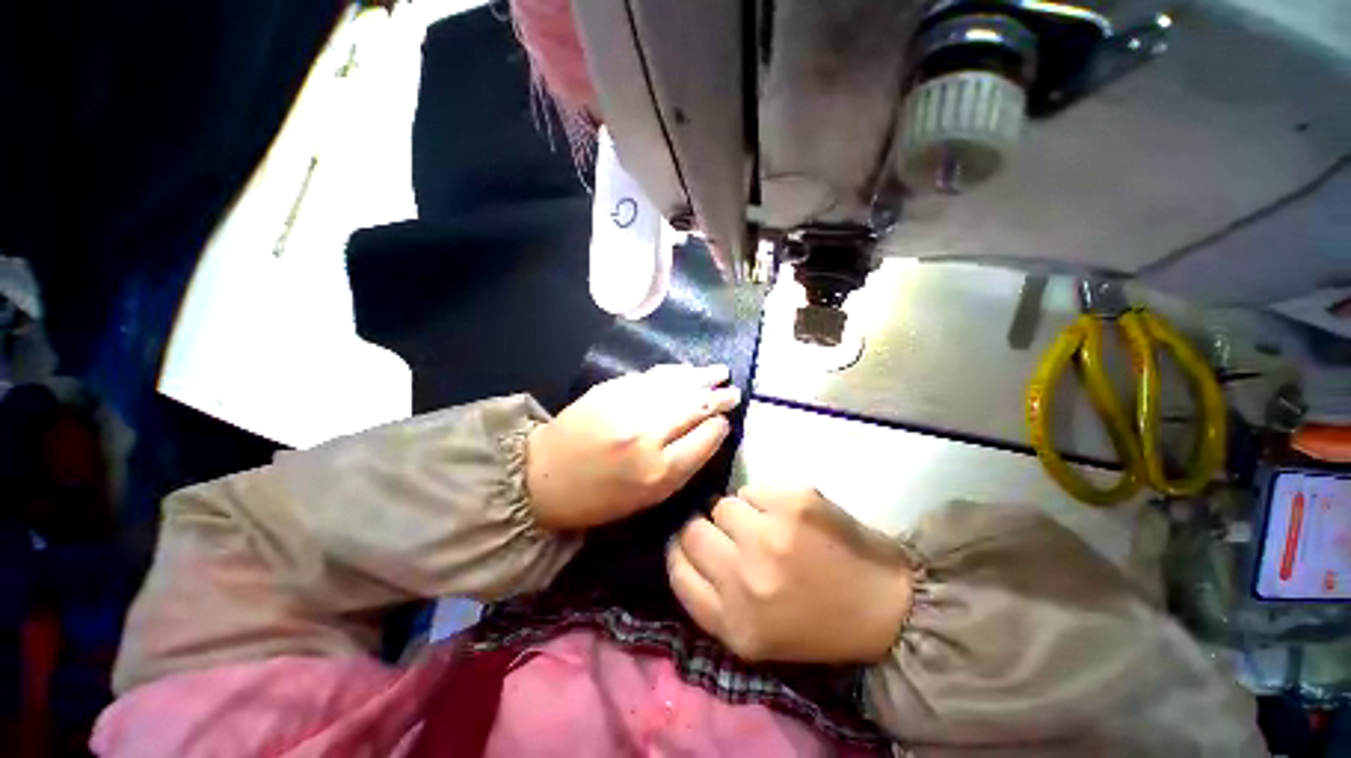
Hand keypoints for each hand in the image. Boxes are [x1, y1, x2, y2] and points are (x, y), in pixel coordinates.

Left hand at [527, 364, 740, 530]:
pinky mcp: (611, 389)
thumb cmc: (598, 498)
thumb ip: (682, 466)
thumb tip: (709, 433)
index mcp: (658, 471)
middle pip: (695, 407)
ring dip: (701, 378)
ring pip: (677, 386)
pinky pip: (652, 376)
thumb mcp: (647, 498)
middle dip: (718, 398)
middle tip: (733, 392)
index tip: (725, 422)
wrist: (543, 475)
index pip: (705, 439)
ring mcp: (628, 407)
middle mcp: (647, 434)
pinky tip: (686, 371)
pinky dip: (674, 373)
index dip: (719, 427)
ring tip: (720, 373)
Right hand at [667, 486, 913, 663]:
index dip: (678, 551)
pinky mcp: (793, 503)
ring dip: (738, 515)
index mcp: (734, 623)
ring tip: (765, 528)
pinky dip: (763, 501)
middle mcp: (745, 579)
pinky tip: (787, 518)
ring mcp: (770, 535)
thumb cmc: (816, 623)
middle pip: (693, 531)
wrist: (885, 606)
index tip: (687, 543)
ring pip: (722, 505)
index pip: (677, 571)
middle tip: (731, 534)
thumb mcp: (754, 636)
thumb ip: (712, 599)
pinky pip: (752, 490)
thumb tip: (684, 545)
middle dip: (706, 529)